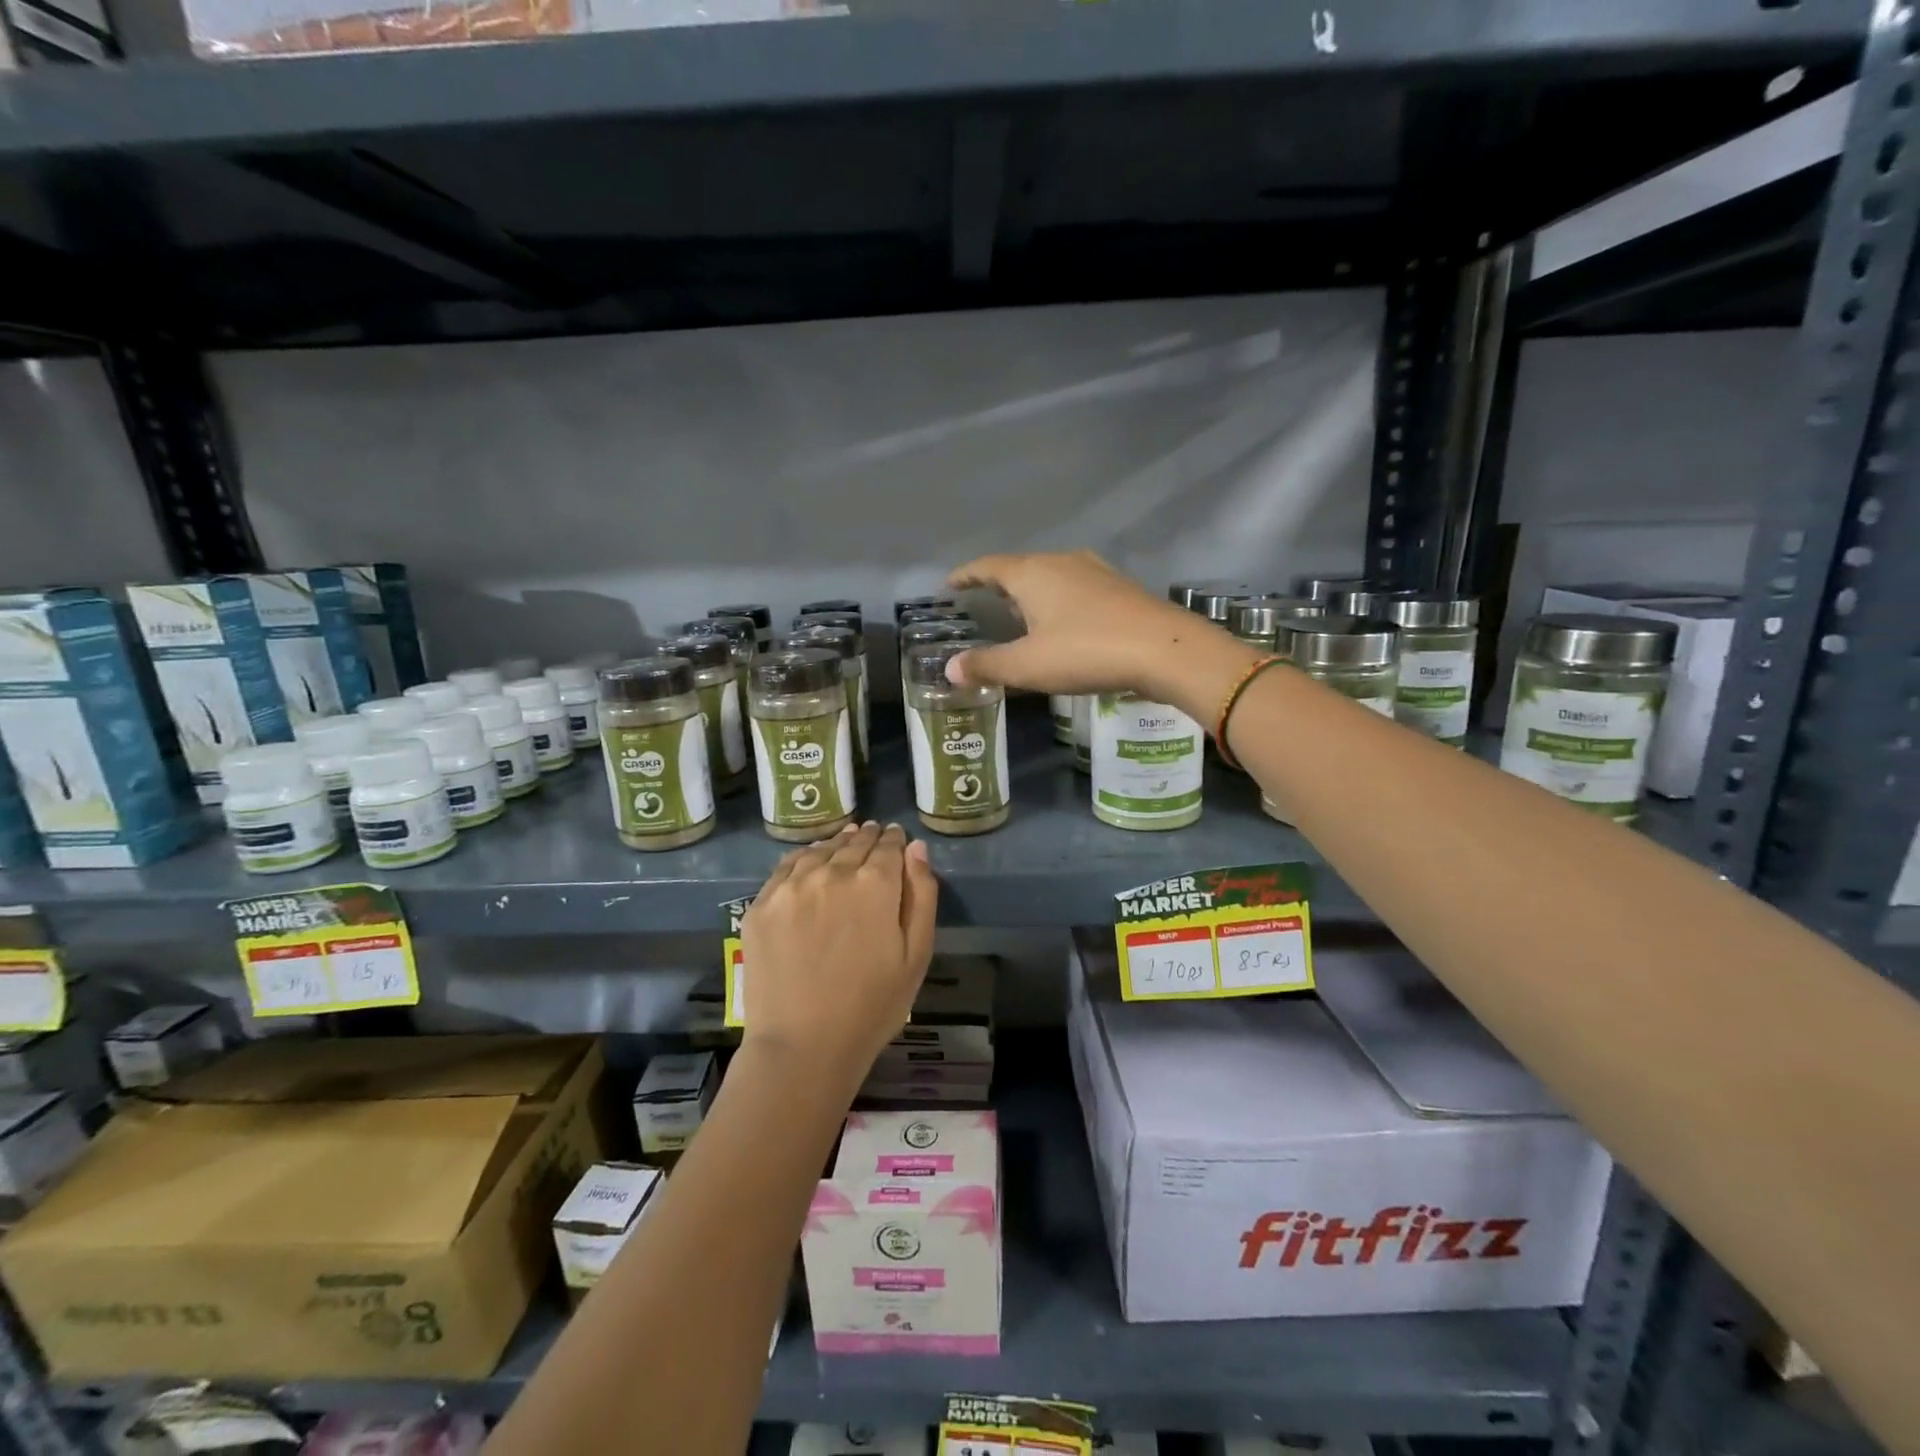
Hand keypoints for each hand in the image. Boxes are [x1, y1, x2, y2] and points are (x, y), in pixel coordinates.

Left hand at [740, 822, 938, 1085]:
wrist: (802, 1046)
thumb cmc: (872, 1006)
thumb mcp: (916, 955)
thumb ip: (921, 895)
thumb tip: (916, 848)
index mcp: (875, 884)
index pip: (888, 846)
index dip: (895, 839)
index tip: (896, 837)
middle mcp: (832, 872)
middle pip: (854, 843)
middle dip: (868, 838)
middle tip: (873, 834)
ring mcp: (791, 886)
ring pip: (820, 850)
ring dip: (837, 844)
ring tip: (845, 842)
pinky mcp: (761, 904)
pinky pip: (786, 867)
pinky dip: (804, 858)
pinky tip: (810, 862)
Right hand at [947, 550, 1260, 715]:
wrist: (1165, 650)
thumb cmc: (1086, 652)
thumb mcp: (1029, 665)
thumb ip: (987, 665)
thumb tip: (950, 668)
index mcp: (1033, 574)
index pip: (988, 566)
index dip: (966, 575)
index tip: (949, 585)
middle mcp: (1062, 562)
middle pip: (1020, 568)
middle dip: (999, 586)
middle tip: (984, 606)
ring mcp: (1095, 571)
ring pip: (1051, 577)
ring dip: (1031, 594)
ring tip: (1021, 616)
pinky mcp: (1119, 587)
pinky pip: (1075, 588)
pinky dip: (1058, 602)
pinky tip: (1064, 623)